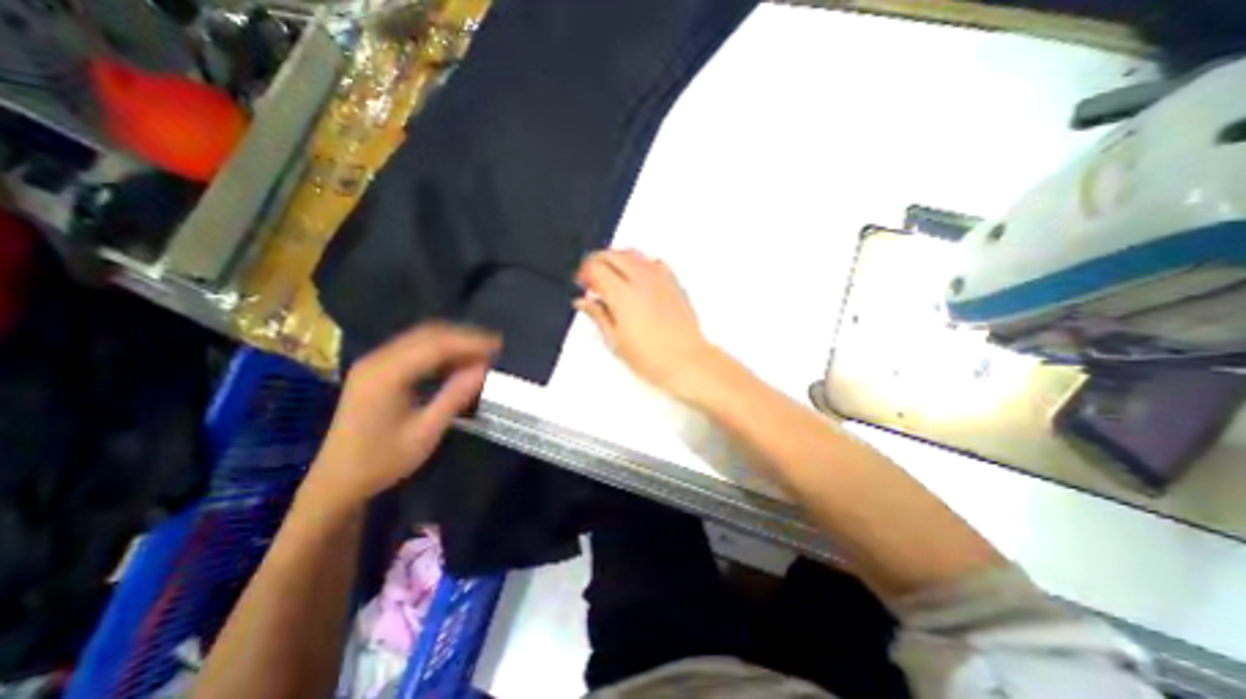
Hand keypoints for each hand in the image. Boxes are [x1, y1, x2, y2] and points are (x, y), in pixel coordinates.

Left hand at [301, 325, 496, 514]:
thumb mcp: (425, 432)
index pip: (436, 345)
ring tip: (482, 352)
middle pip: (428, 334)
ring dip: (454, 342)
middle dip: (465, 337)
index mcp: (386, 375)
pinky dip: (440, 350)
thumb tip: (484, 369)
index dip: (470, 342)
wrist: (337, 481)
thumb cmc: (382, 461)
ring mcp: (375, 362)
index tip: (499, 345)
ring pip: (422, 338)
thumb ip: (455, 396)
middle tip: (495, 347)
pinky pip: (414, 348)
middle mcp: (378, 360)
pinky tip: (457, 361)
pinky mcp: (377, 369)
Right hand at [577, 247, 714, 393]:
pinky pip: (652, 261)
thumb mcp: (615, 341)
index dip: (584, 273)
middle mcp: (641, 280)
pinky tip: (637, 280)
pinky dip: (639, 264)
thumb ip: (597, 316)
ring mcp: (660, 278)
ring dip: (617, 260)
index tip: (582, 284)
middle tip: (592, 281)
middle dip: (597, 262)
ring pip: (632, 253)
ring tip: (612, 279)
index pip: (595, 267)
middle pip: (612, 254)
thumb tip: (584, 302)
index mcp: (622, 294)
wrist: (686, 361)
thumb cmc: (653, 358)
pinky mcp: (673, 282)